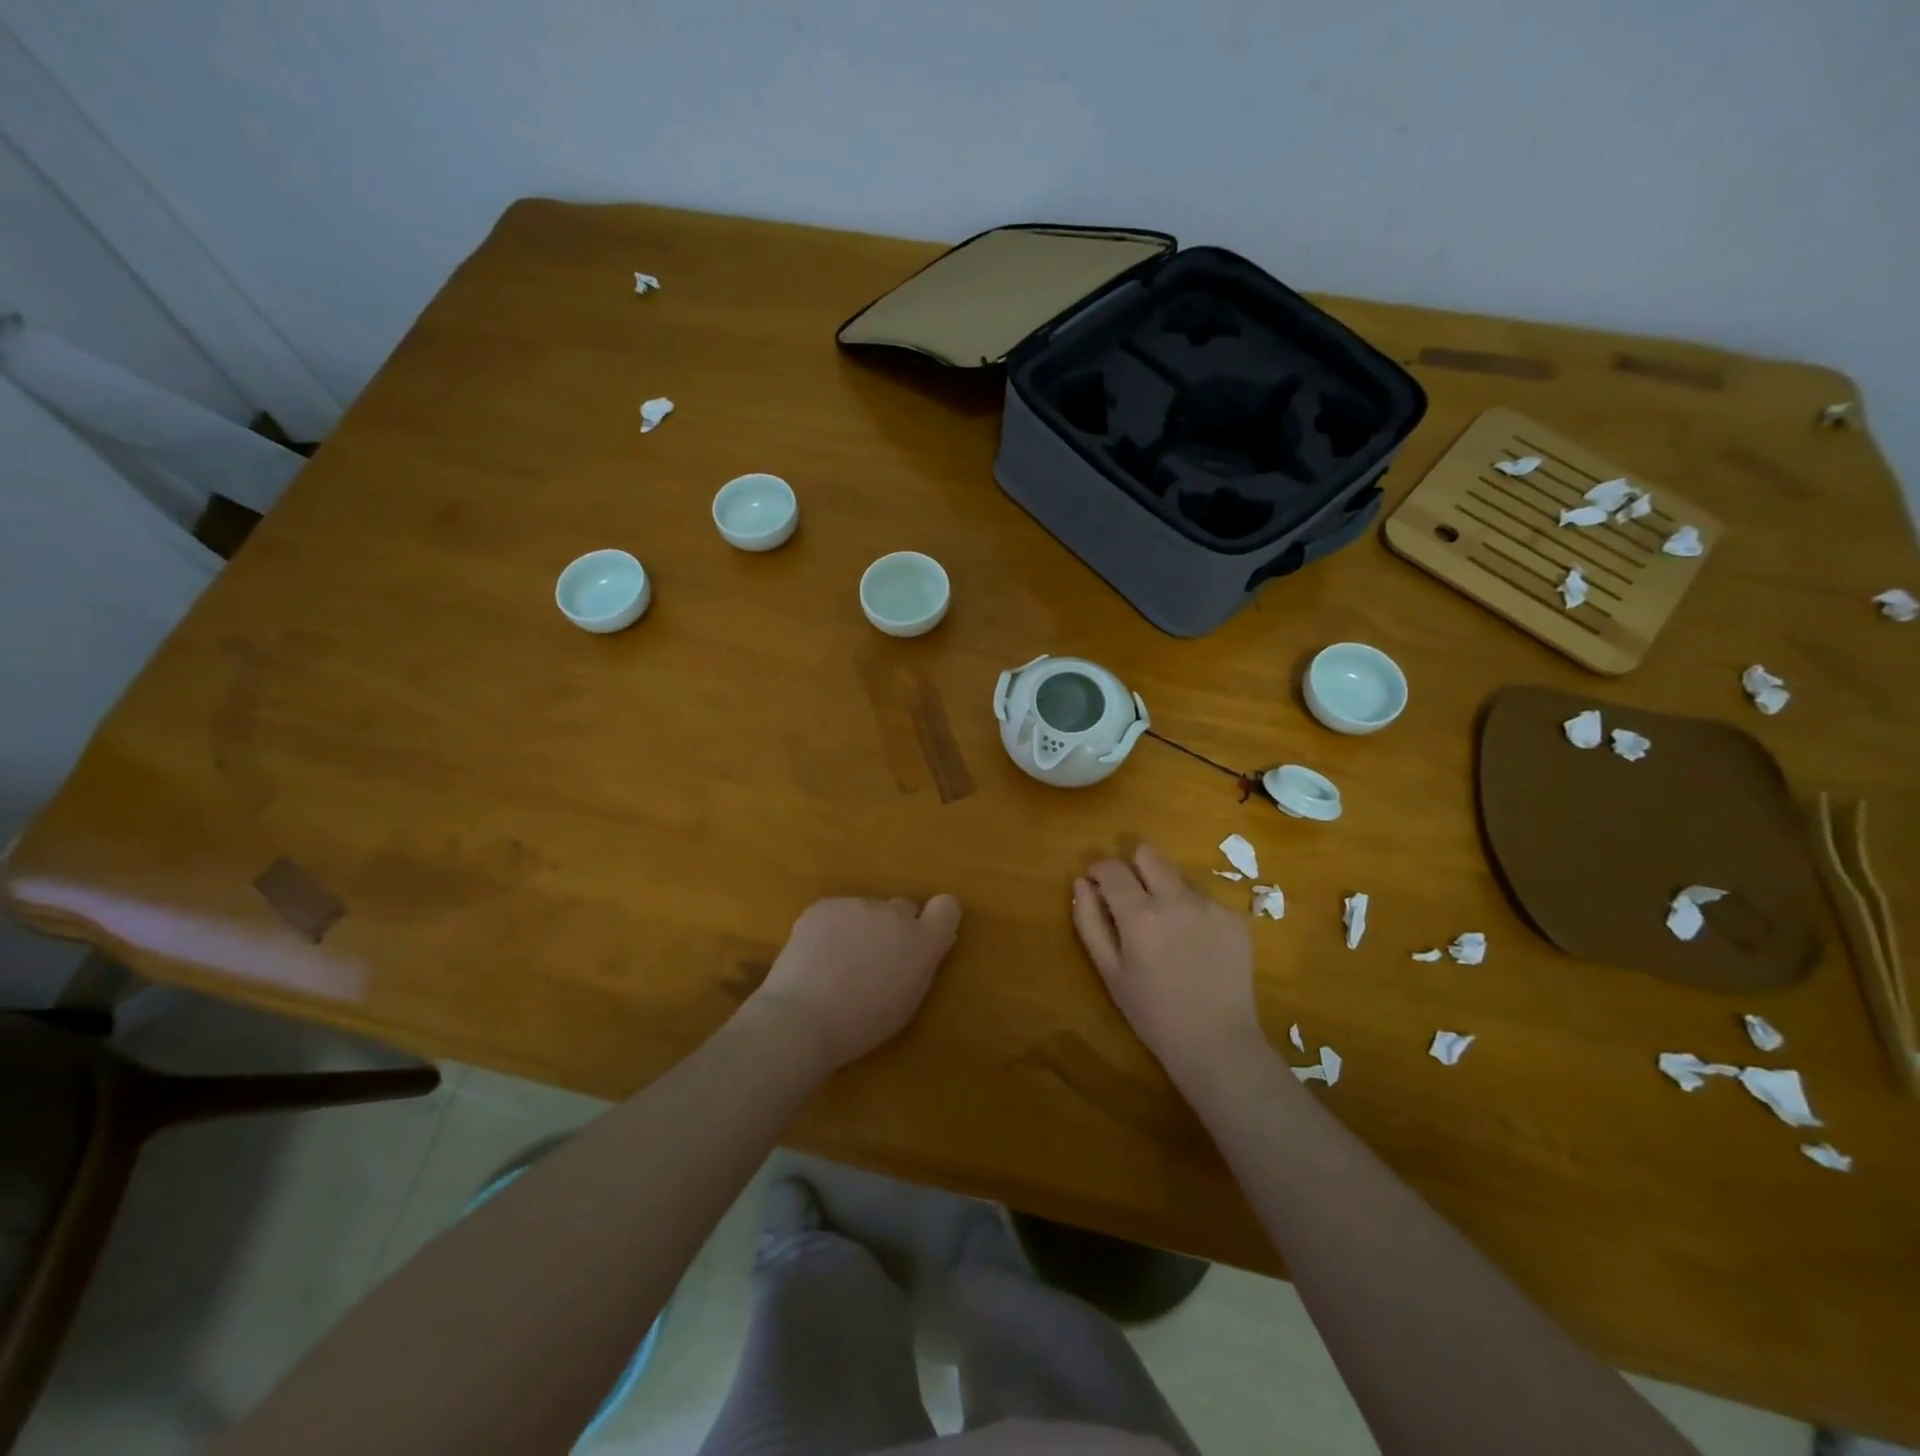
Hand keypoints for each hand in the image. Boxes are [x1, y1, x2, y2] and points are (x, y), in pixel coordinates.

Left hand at [750, 895, 962, 1070]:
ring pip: (865, 911)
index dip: (936, 918)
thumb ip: (920, 966)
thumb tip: (924, 946)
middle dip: (893, 927)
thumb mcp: (906, 1002)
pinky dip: (829, 928)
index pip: (947, 908)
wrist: (803, 1018)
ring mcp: (858, 905)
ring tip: (835, 962)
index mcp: (923, 941)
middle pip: (902, 908)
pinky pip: (835, 911)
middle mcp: (895, 914)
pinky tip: (814, 955)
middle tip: (872, 959)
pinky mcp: (825, 905)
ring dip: (859, 928)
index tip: (923, 936)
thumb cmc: (861, 1025)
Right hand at [1072, 844, 1264, 1081]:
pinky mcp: (1235, 916)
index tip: (1097, 887)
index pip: (1111, 867)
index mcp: (1140, 914)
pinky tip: (1195, 944)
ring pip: (1176, 875)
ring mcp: (1210, 905)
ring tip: (1168, 931)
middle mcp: (1176, 899)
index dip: (1098, 871)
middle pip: (1148, 854)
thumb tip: (1082, 882)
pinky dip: (1192, 910)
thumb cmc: (1152, 1013)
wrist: (1217, 1043)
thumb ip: (1089, 921)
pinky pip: (1203, 897)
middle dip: (1133, 869)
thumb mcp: (1109, 971)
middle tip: (1132, 902)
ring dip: (1164, 890)